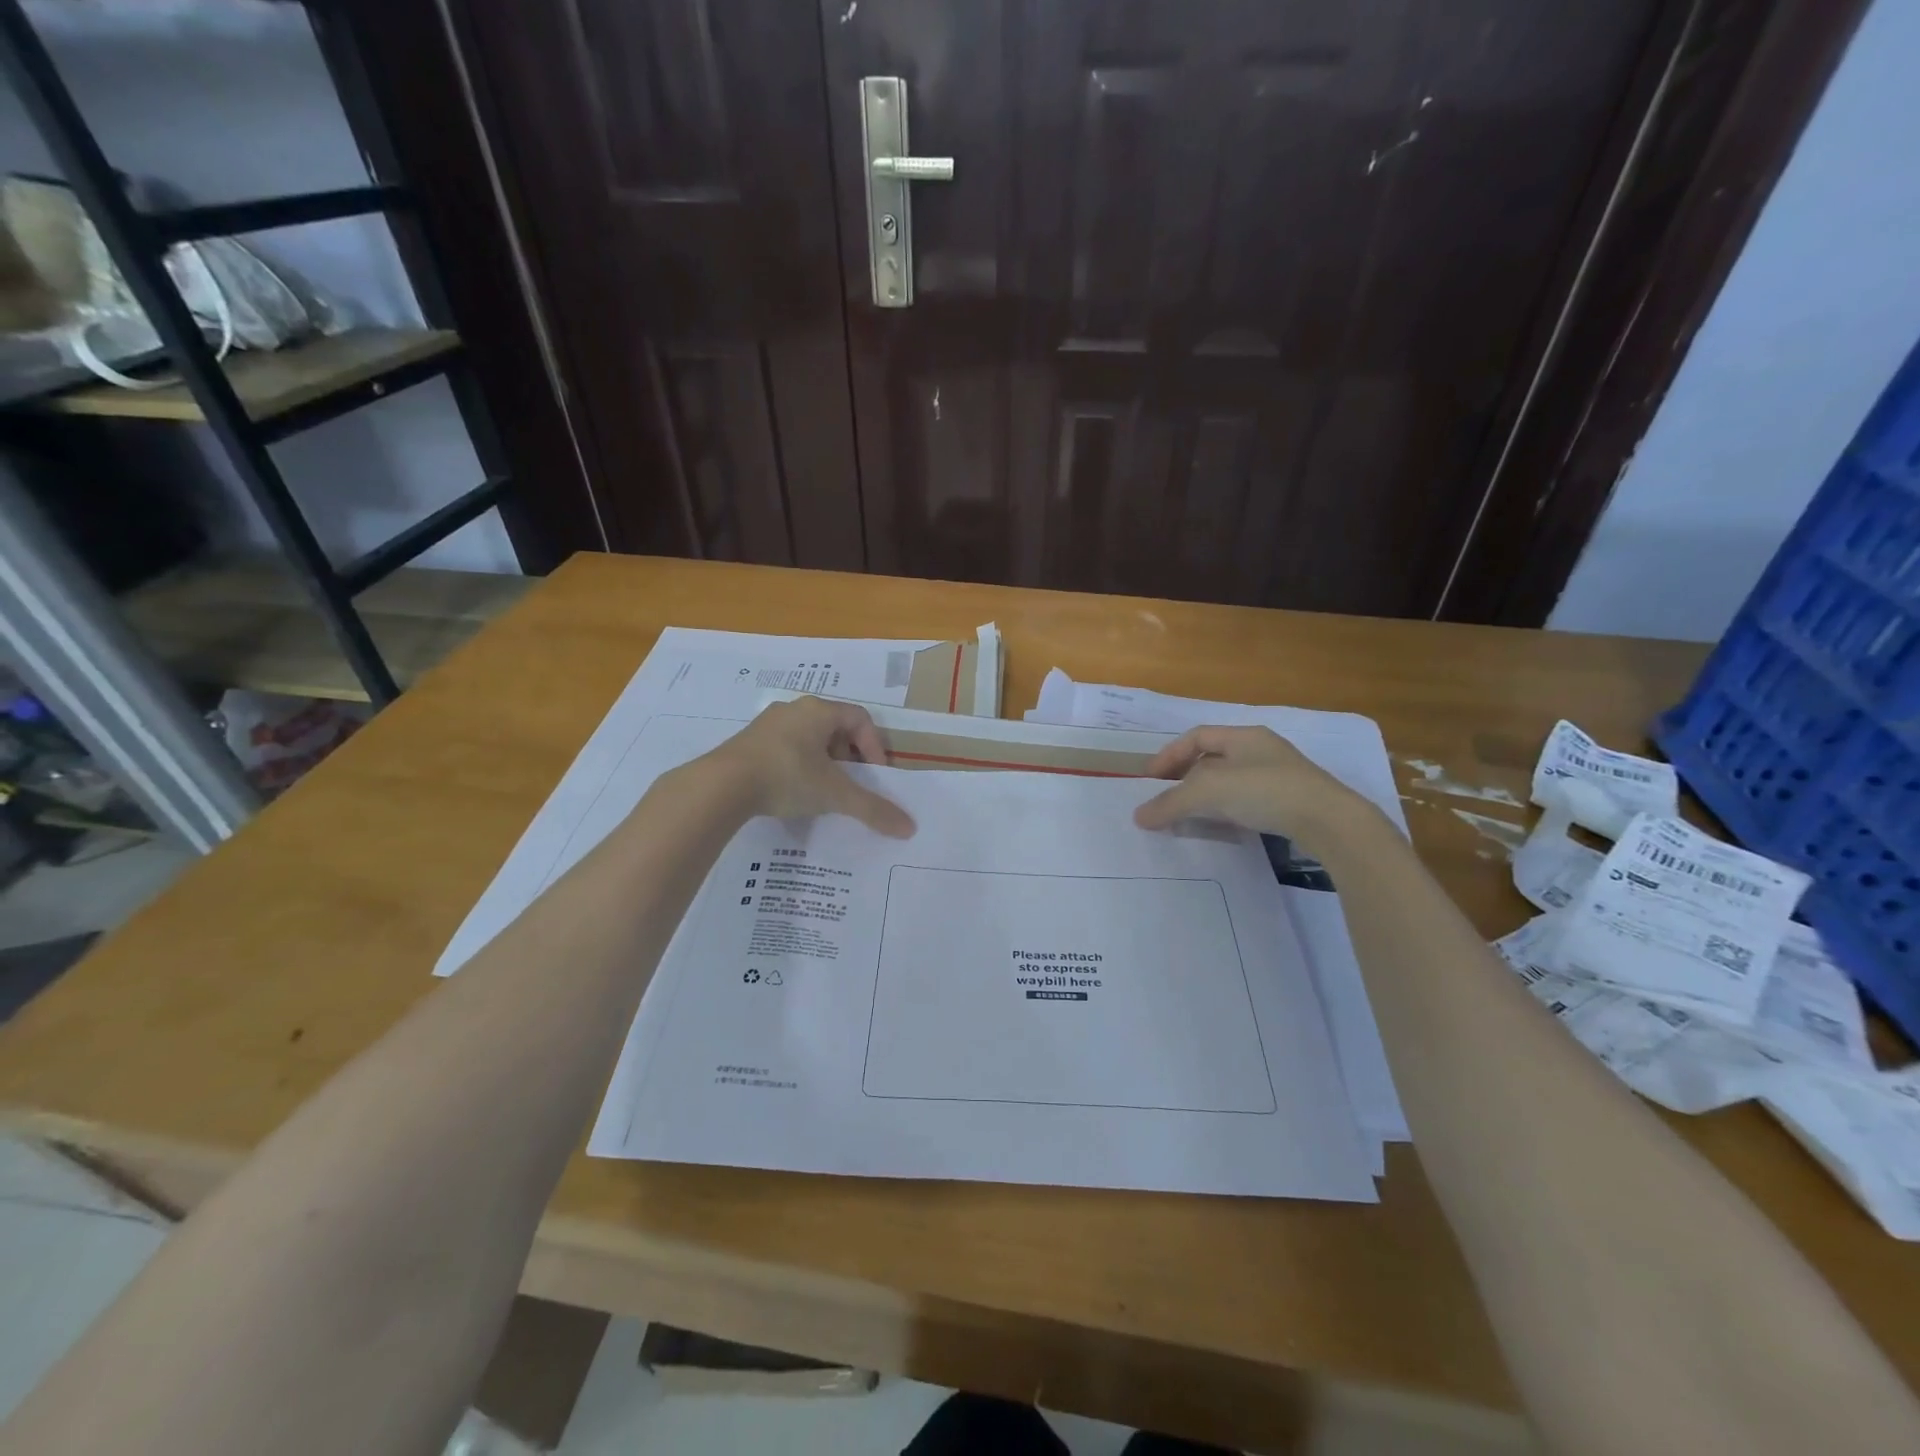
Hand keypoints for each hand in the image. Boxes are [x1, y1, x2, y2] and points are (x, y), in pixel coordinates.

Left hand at [710, 697, 914, 836]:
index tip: (874, 775)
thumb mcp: (834, 794)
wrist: (721, 786)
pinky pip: (785, 749)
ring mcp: (767, 724)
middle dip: (849, 756)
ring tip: (822, 790)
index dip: (874, 746)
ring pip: (809, 738)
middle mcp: (794, 709)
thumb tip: (909, 828)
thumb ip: (872, 809)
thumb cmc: (787, 777)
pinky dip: (798, 767)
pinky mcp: (748, 742)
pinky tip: (792, 792)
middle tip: (850, 783)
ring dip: (823, 762)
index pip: (861, 718)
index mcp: (819, 710)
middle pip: (835, 728)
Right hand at [1133, 725, 1365, 847]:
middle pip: (1212, 759)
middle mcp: (1261, 749)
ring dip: (1204, 797)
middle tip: (1165, 799)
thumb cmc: (1265, 791)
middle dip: (1184, 778)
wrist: (1330, 821)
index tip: (1151, 780)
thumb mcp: (1209, 792)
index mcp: (1243, 736)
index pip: (1196, 737)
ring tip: (1187, 816)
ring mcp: (1279, 776)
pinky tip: (1220, 827)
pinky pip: (1247, 801)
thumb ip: (1170, 802)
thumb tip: (1138, 816)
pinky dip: (1226, 811)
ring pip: (1230, 781)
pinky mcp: (1290, 802)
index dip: (1169, 755)